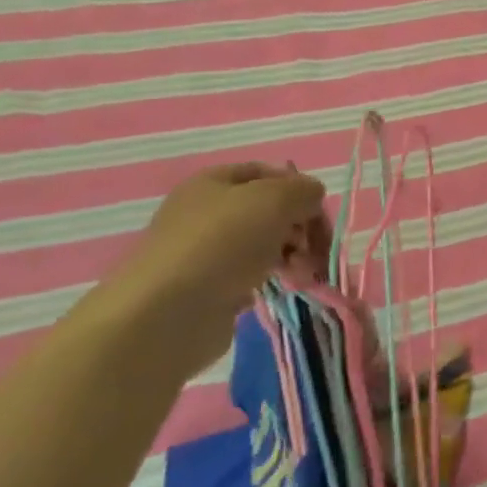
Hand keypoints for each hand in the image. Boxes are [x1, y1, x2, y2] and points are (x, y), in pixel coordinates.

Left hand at [110, 164, 328, 369]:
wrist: (168, 314)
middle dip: (299, 226)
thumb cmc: (222, 242)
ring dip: (293, 255)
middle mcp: (206, 214)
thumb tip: (311, 198)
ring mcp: (206, 254)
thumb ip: (303, 190)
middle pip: (268, 210)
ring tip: (305, 273)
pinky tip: (283, 288)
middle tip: (315, 247)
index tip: (318, 209)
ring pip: (264, 244)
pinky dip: (272, 279)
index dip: (297, 186)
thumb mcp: (275, 199)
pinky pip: (253, 275)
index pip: (266, 172)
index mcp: (212, 183)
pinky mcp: (210, 289)